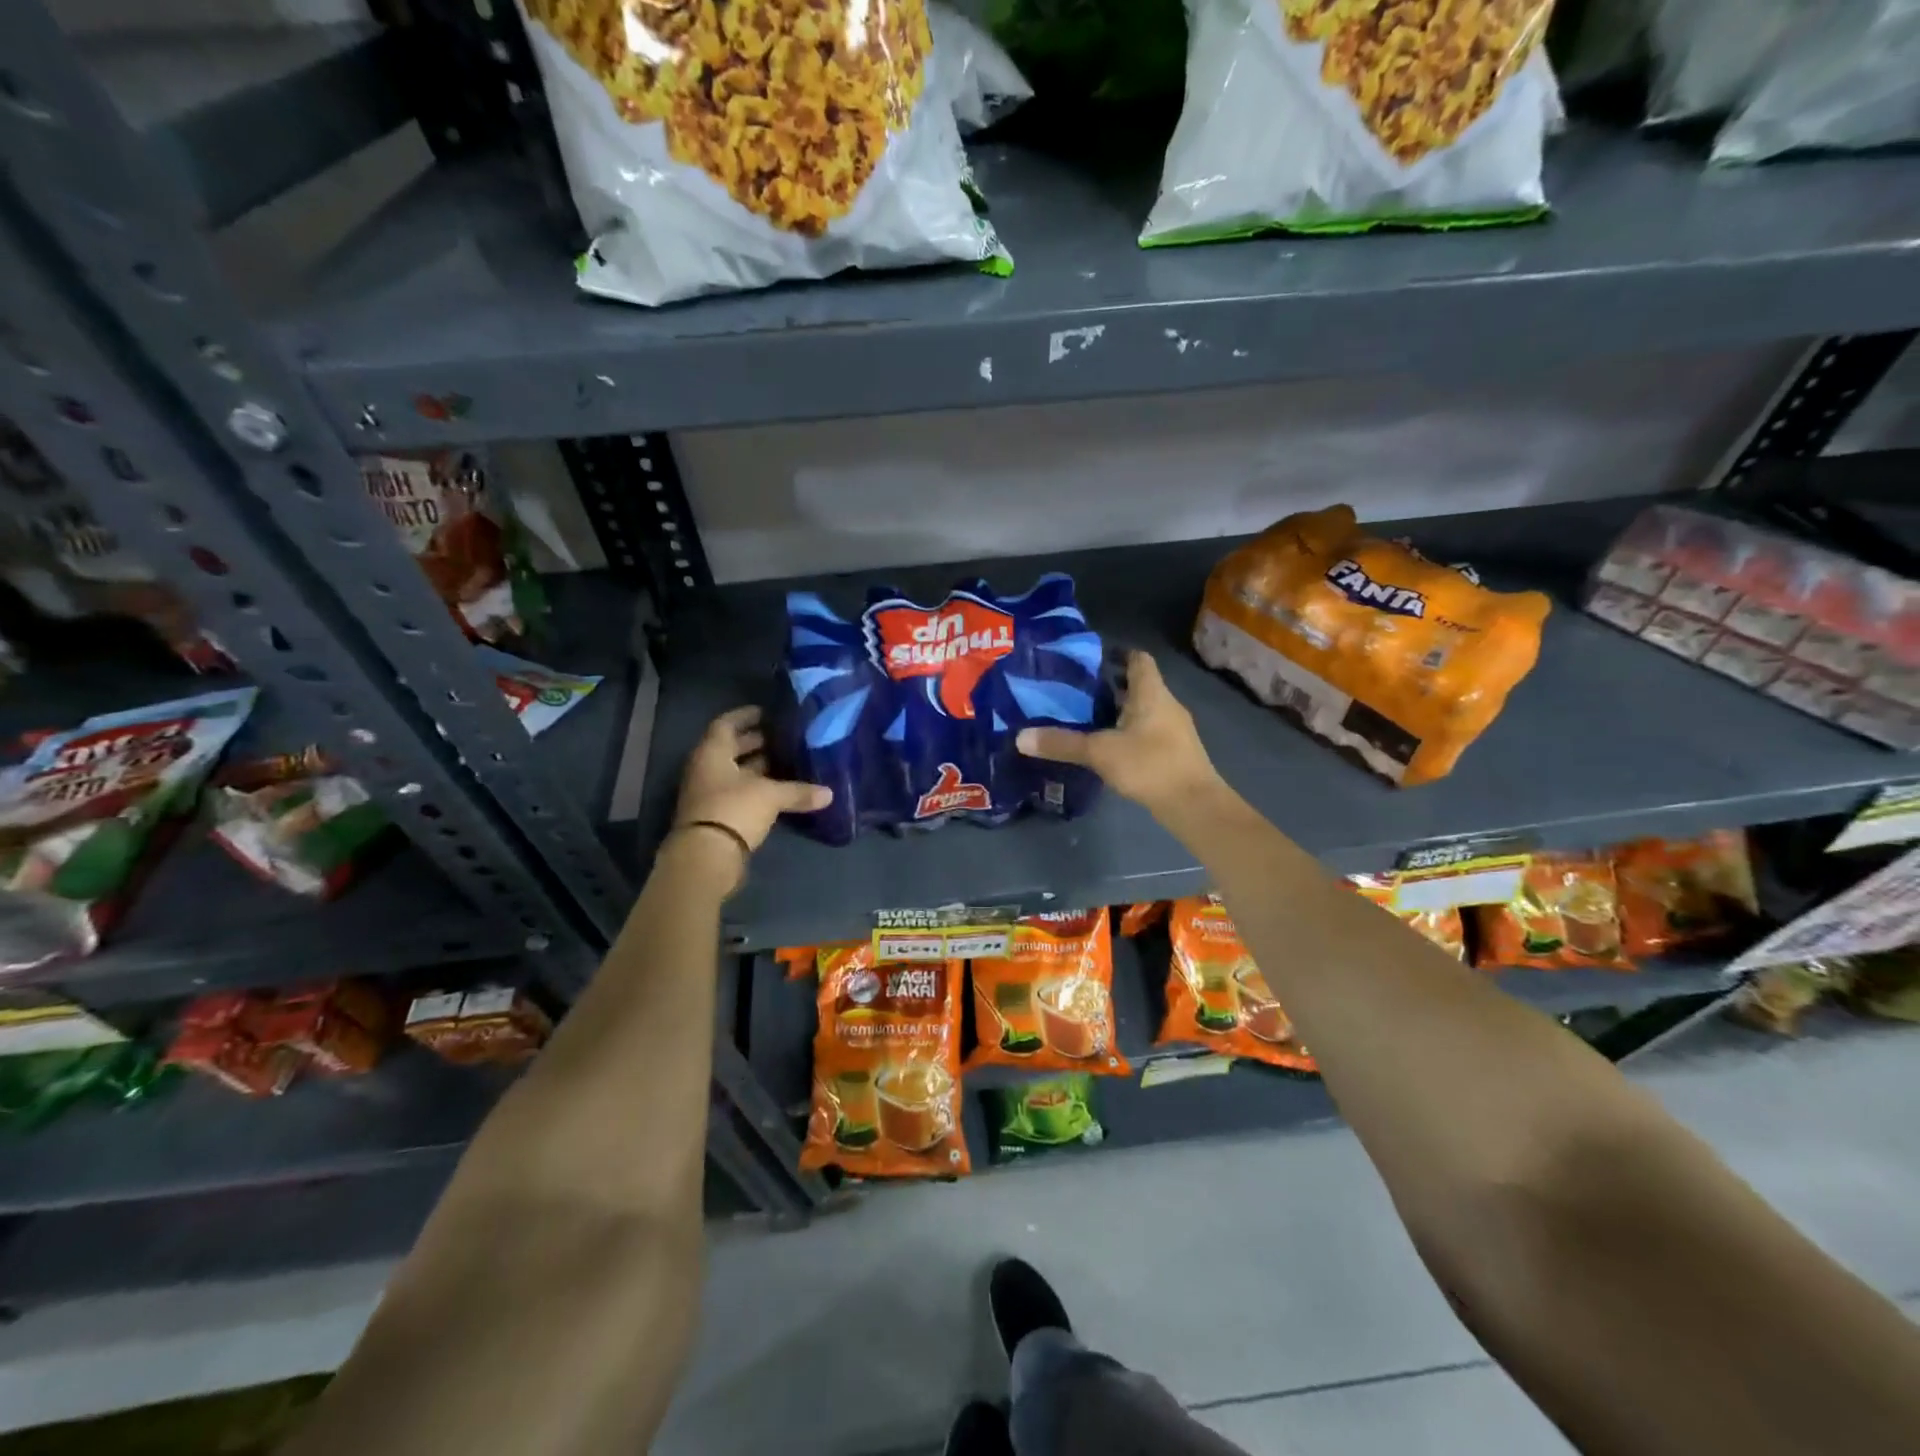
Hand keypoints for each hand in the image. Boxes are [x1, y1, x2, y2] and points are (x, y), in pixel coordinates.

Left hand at [673, 707, 831, 884]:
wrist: (706, 857)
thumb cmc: (734, 810)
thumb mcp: (770, 795)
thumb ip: (798, 791)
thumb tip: (829, 794)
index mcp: (712, 753)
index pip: (726, 724)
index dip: (746, 716)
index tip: (767, 712)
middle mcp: (706, 769)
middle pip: (731, 748)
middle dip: (756, 742)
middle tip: (784, 737)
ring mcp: (709, 794)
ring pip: (735, 772)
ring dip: (758, 767)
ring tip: (787, 761)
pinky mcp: (717, 816)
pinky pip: (739, 794)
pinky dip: (757, 789)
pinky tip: (780, 790)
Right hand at [1015, 651, 1222, 817]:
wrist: (1194, 804)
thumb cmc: (1150, 765)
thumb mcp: (1100, 752)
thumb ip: (1062, 743)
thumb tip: (1020, 737)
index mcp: (1151, 692)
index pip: (1137, 659)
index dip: (1116, 654)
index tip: (1088, 660)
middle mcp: (1166, 704)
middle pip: (1137, 684)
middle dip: (1109, 685)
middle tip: (1075, 691)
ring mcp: (1174, 729)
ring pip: (1142, 709)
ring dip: (1118, 711)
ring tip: (1085, 718)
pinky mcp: (1174, 752)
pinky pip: (1147, 731)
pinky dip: (1127, 732)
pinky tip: (1107, 746)